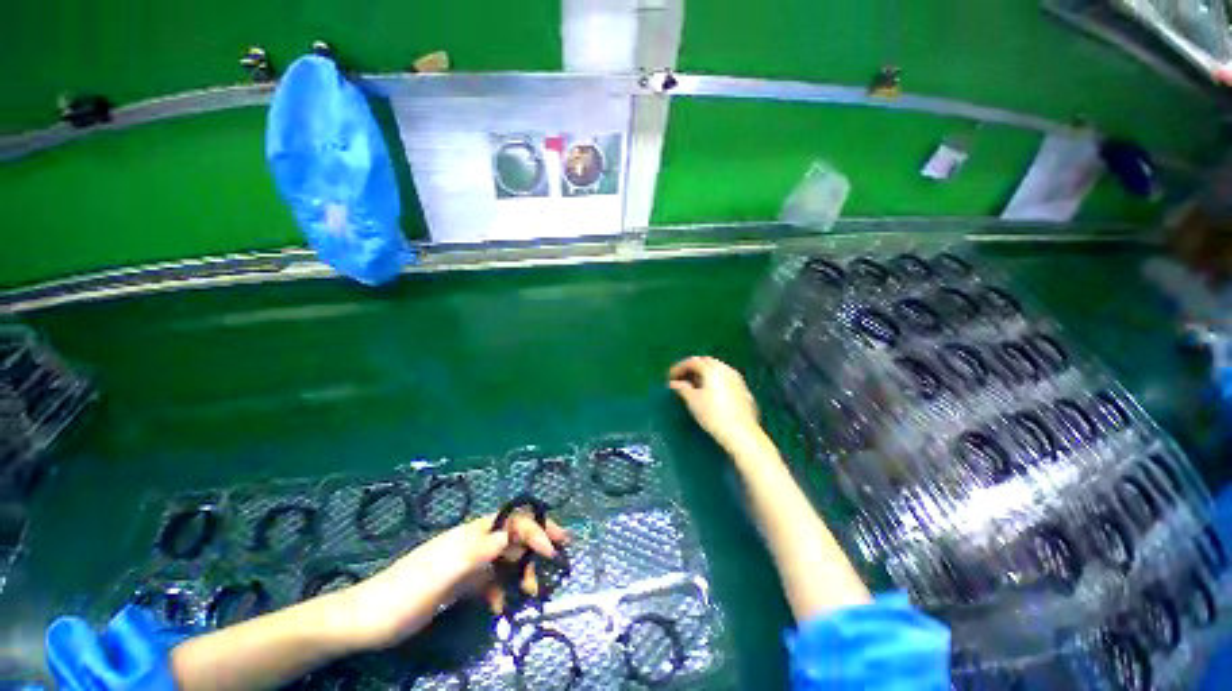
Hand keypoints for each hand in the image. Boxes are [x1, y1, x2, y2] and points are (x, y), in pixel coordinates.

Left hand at [336, 513, 567, 649]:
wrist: (366, 620)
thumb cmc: (405, 593)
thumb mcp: (442, 573)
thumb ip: (477, 552)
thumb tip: (508, 535)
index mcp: (469, 535)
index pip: (511, 521)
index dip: (535, 530)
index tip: (552, 550)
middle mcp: (471, 544)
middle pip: (511, 535)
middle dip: (536, 543)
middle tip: (558, 555)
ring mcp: (465, 564)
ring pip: (503, 559)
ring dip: (520, 570)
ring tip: (530, 591)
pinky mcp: (459, 584)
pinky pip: (488, 581)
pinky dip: (498, 590)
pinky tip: (498, 607)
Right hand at [668, 356, 762, 450]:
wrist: (741, 433)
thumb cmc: (713, 415)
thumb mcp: (693, 401)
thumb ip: (682, 388)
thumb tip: (674, 383)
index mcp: (712, 369)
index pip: (692, 361)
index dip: (679, 367)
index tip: (671, 377)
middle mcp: (726, 370)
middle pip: (706, 362)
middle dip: (693, 367)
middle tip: (683, 378)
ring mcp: (738, 379)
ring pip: (718, 369)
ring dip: (705, 373)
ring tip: (696, 385)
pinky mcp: (744, 391)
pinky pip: (727, 379)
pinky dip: (716, 381)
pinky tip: (712, 393)